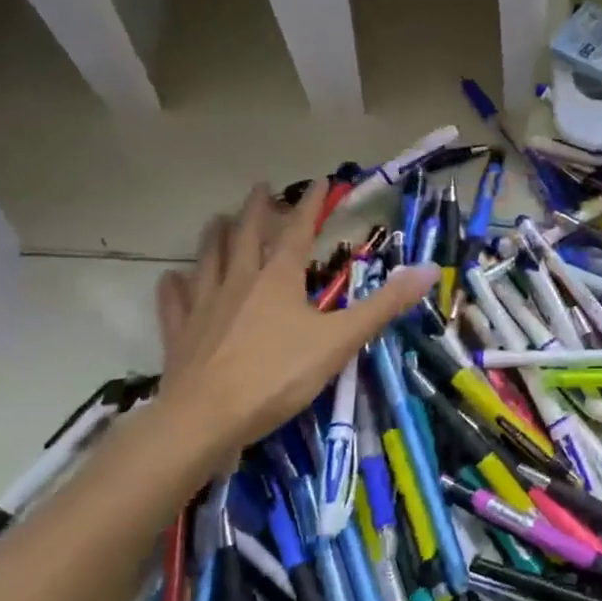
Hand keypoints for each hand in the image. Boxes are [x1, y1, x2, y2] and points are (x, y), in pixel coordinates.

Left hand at [154, 184, 435, 463]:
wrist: (206, 418)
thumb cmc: (278, 375)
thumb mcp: (341, 340)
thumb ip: (384, 304)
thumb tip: (429, 270)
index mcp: (278, 278)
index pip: (297, 231)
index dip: (310, 205)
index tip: (319, 182)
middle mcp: (239, 281)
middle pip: (245, 235)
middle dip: (256, 209)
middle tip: (260, 187)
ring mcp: (204, 305)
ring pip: (208, 260)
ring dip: (214, 236)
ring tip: (217, 219)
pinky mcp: (180, 334)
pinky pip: (175, 301)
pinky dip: (174, 286)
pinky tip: (172, 278)